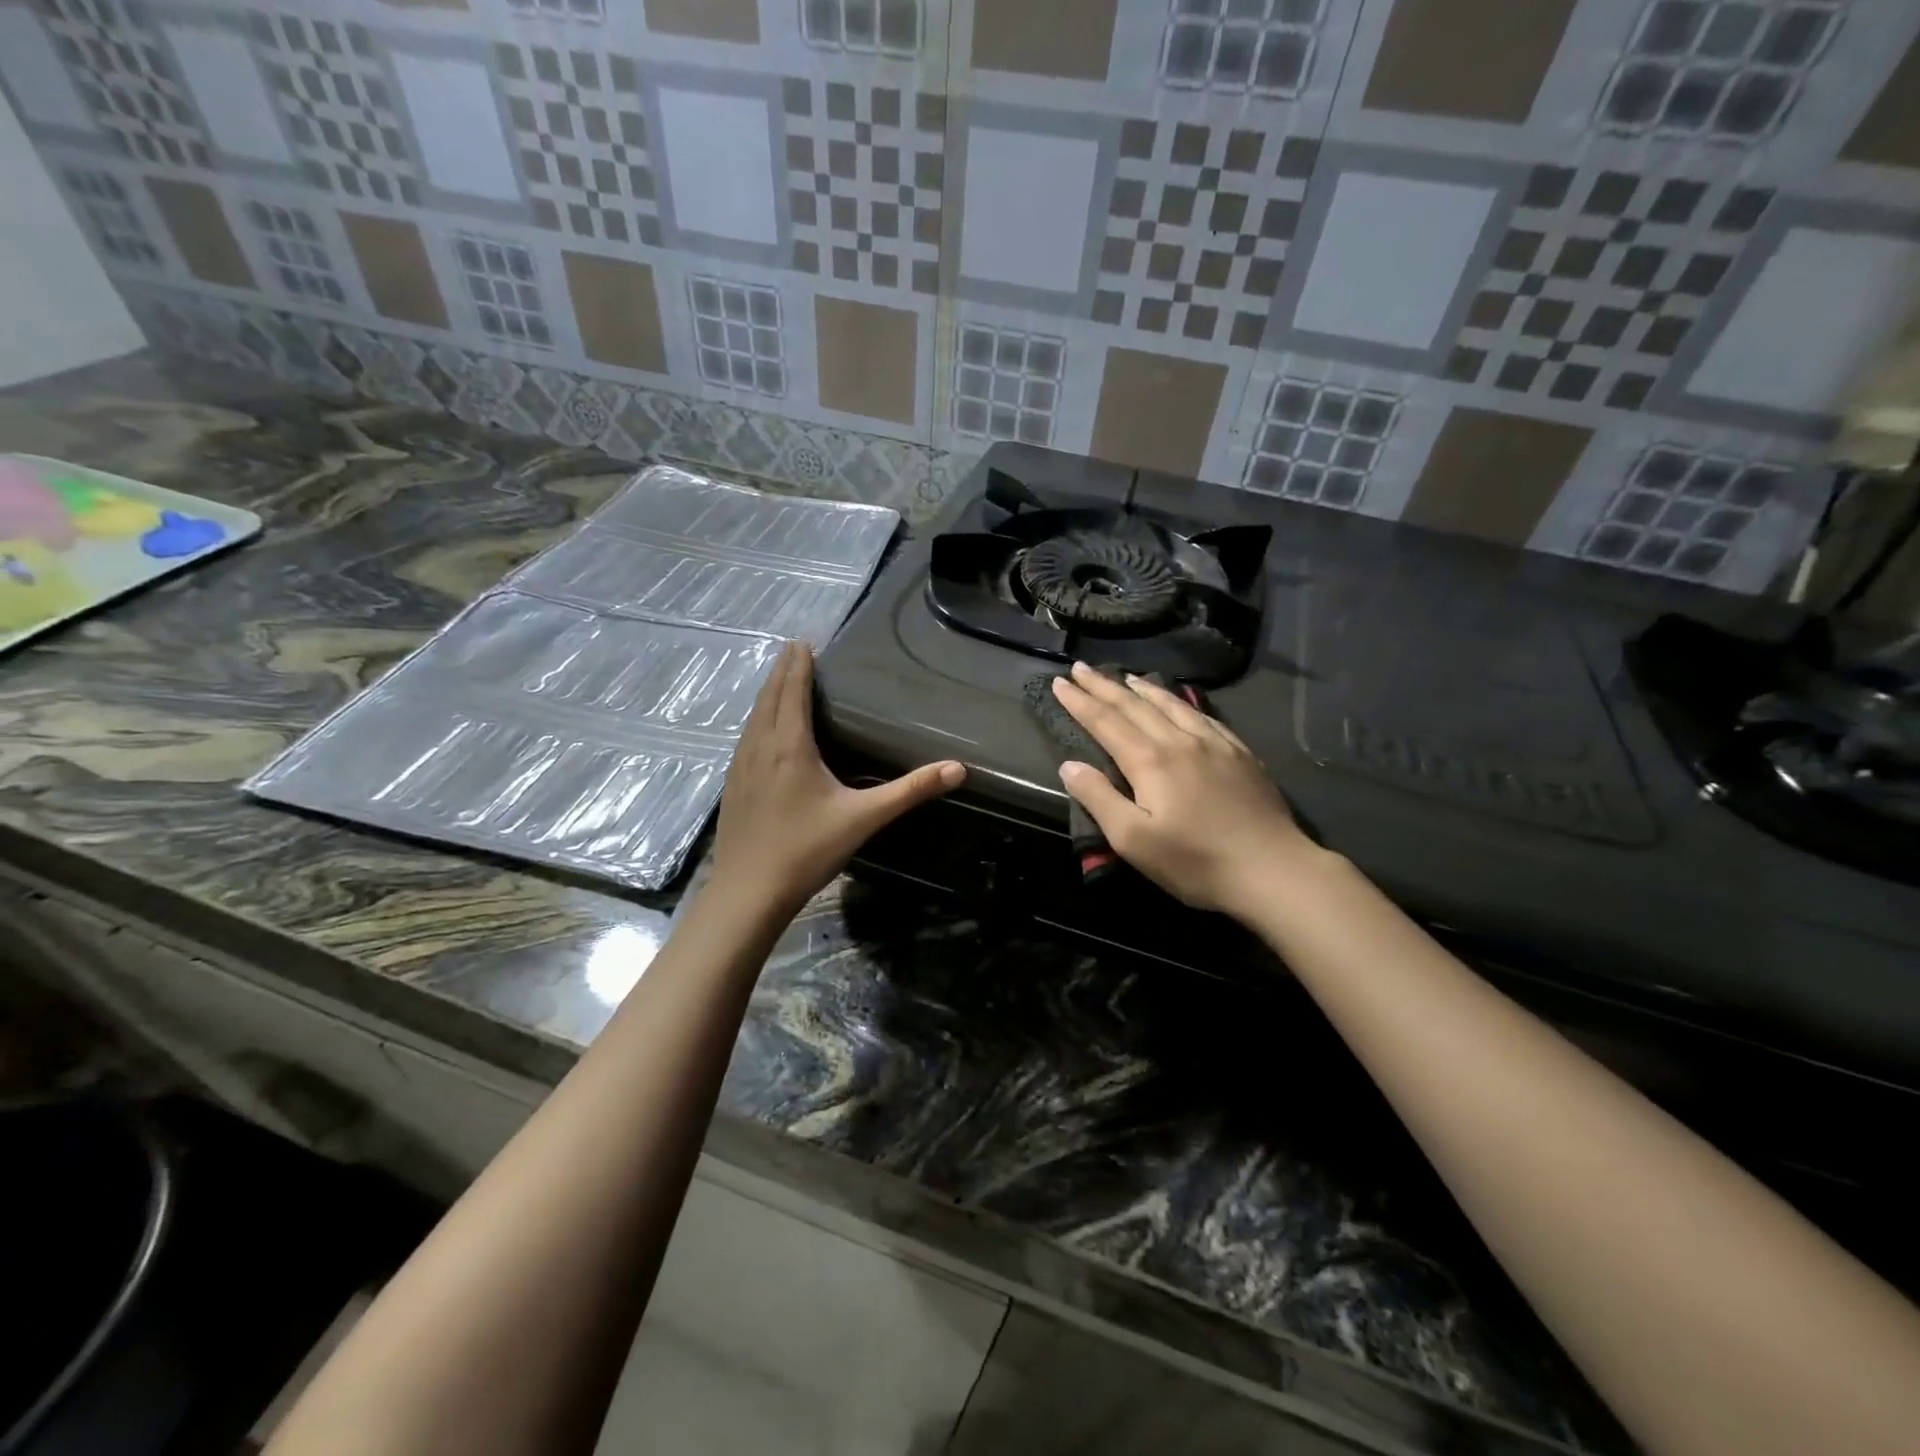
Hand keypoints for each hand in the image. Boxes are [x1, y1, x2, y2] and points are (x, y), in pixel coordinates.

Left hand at [711, 642, 963, 918]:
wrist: (748, 892)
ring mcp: (740, 767)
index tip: (802, 642)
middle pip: (768, 698)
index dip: (797, 665)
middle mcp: (760, 747)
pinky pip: (745, 739)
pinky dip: (756, 720)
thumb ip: (910, 791)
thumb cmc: (807, 850)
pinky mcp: (732, 787)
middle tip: (793, 651)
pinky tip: (761, 733)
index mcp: (789, 745)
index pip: (792, 691)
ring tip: (778, 682)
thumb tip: (958, 769)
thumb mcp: (864, 818)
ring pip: (752, 718)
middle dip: (781, 672)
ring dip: (766, 695)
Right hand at [1051, 662, 1317, 916]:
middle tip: (1081, 668)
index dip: (1080, 702)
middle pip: (1135, 706)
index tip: (1059, 683)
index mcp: (1150, 761)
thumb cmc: (1196, 862)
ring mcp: (1215, 744)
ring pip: (1172, 705)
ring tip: (1126, 677)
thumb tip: (1069, 766)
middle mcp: (1180, 741)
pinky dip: (1183, 702)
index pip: (1106, 722)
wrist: (1273, 870)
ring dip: (1143, 689)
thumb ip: (1099, 798)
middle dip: (1104, 686)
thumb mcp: (1134, 840)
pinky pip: (1204, 717)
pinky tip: (1182, 702)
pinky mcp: (1241, 755)